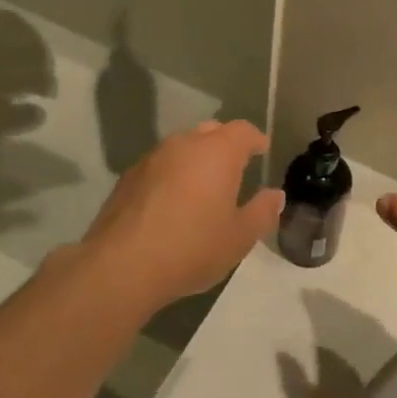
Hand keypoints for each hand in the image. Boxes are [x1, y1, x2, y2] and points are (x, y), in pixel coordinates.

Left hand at [79, 120, 283, 312]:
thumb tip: (275, 195)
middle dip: (226, 144)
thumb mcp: (239, 237)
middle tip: (236, 167)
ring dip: (196, 158)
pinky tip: (173, 202)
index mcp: (217, 152)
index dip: (256, 139)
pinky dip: (173, 174)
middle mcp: (184, 145)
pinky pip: (160, 165)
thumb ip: (262, 212)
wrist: (121, 266)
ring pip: (182, 146)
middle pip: (211, 131)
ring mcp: (152, 158)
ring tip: (204, 185)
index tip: (262, 150)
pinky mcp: (128, 177)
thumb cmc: (192, 248)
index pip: (243, 131)